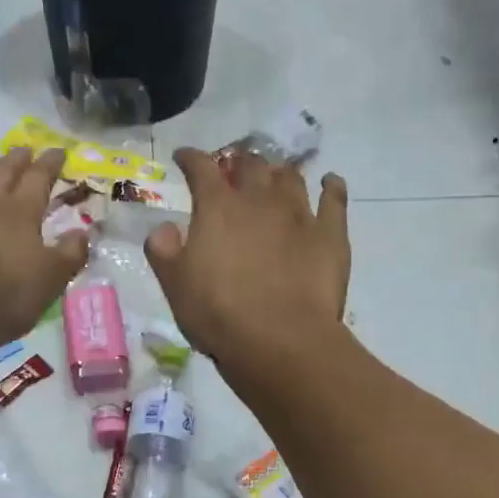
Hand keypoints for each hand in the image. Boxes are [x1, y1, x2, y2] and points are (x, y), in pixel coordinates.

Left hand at [0, 148, 88, 363]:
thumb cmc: (3, 296)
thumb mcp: (50, 280)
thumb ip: (69, 254)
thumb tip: (82, 233)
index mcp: (20, 213)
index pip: (39, 178)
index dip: (50, 164)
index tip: (58, 150)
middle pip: (1, 173)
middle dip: (15, 160)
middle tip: (23, 150)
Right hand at [144, 149, 349, 371]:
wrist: (281, 340)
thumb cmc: (219, 314)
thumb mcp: (175, 285)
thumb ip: (164, 250)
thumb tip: (165, 228)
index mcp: (218, 208)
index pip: (201, 168)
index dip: (190, 158)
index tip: (184, 157)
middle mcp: (260, 200)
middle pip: (250, 164)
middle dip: (239, 161)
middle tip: (234, 168)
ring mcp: (299, 214)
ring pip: (290, 177)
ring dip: (279, 172)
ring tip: (275, 176)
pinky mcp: (331, 235)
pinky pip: (334, 199)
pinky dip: (331, 187)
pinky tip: (330, 183)